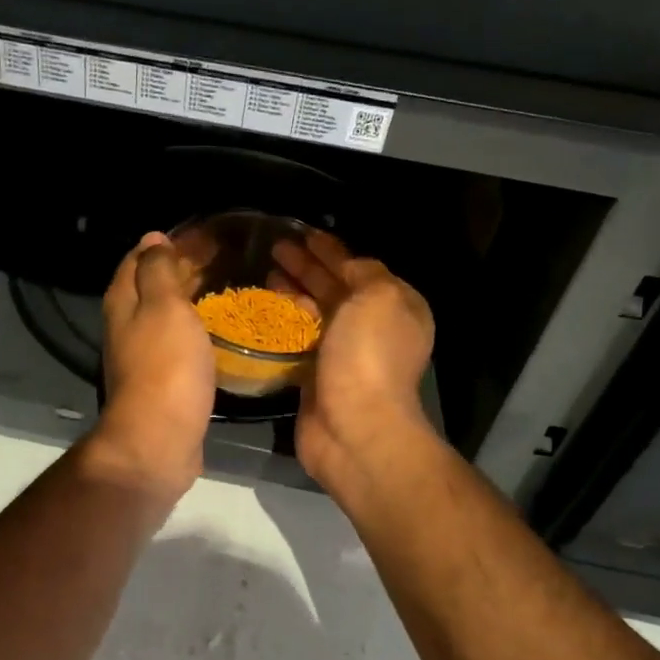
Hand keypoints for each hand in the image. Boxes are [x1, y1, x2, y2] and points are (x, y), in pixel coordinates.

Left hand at [85, 232, 214, 497]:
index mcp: (124, 300)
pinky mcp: (163, 379)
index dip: (170, 241)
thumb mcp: (163, 306)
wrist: (160, 438)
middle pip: (153, 284)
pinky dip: (197, 326)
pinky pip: (180, 340)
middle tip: (227, 256)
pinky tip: (219, 328)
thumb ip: (158, 269)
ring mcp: (144, 354)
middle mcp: (128, 324)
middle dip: (184, 266)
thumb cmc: (165, 367)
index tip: (208, 233)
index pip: (140, 256)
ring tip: (228, 284)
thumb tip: (153, 238)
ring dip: (192, 296)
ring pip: (167, 313)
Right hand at [273, 229, 436, 494]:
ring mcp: (344, 353)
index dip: (331, 249)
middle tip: (275, 246)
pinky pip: (299, 339)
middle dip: (307, 266)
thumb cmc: (369, 357)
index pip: (359, 267)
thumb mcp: (379, 297)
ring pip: (315, 312)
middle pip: (335, 287)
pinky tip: (263, 308)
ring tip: (265, 270)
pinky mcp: (316, 375)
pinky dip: (284, 321)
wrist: (354, 427)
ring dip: (293, 290)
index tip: (301, 232)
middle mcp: (373, 327)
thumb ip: (364, 272)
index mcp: (396, 306)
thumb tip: (344, 263)